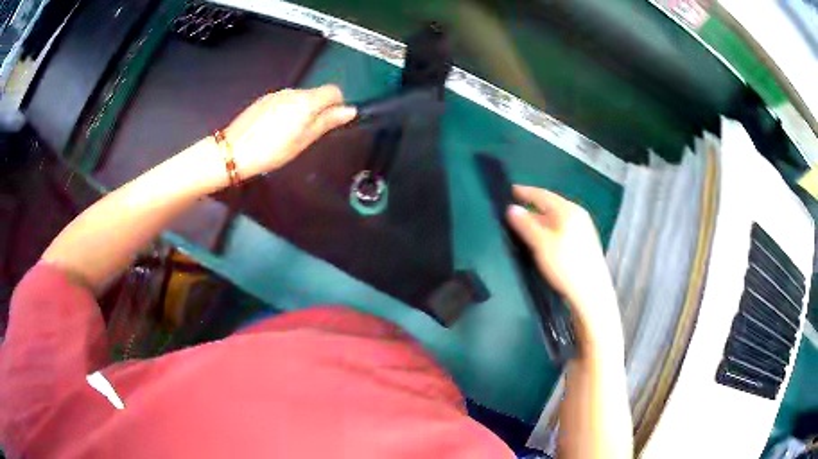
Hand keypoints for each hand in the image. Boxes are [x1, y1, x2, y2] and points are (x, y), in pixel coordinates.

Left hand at [223, 85, 356, 178]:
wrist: (233, 151)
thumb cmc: (272, 150)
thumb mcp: (303, 140)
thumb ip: (327, 122)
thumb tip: (350, 110)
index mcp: (307, 101)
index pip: (334, 91)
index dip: (337, 105)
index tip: (330, 123)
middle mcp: (293, 91)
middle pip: (316, 94)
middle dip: (318, 110)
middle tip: (308, 135)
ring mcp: (277, 94)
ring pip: (299, 98)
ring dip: (301, 111)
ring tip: (288, 134)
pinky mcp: (264, 99)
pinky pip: (284, 101)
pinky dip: (286, 111)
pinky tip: (274, 129)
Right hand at [506, 186, 618, 337]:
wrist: (591, 293)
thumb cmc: (565, 266)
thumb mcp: (541, 245)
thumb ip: (526, 225)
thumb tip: (511, 209)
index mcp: (568, 210)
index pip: (543, 195)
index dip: (526, 192)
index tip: (511, 190)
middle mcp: (578, 215)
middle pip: (552, 205)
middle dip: (534, 205)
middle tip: (517, 208)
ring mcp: (584, 228)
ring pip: (558, 217)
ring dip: (542, 218)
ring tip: (528, 223)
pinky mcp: (586, 242)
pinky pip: (563, 227)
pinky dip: (550, 227)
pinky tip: (545, 238)